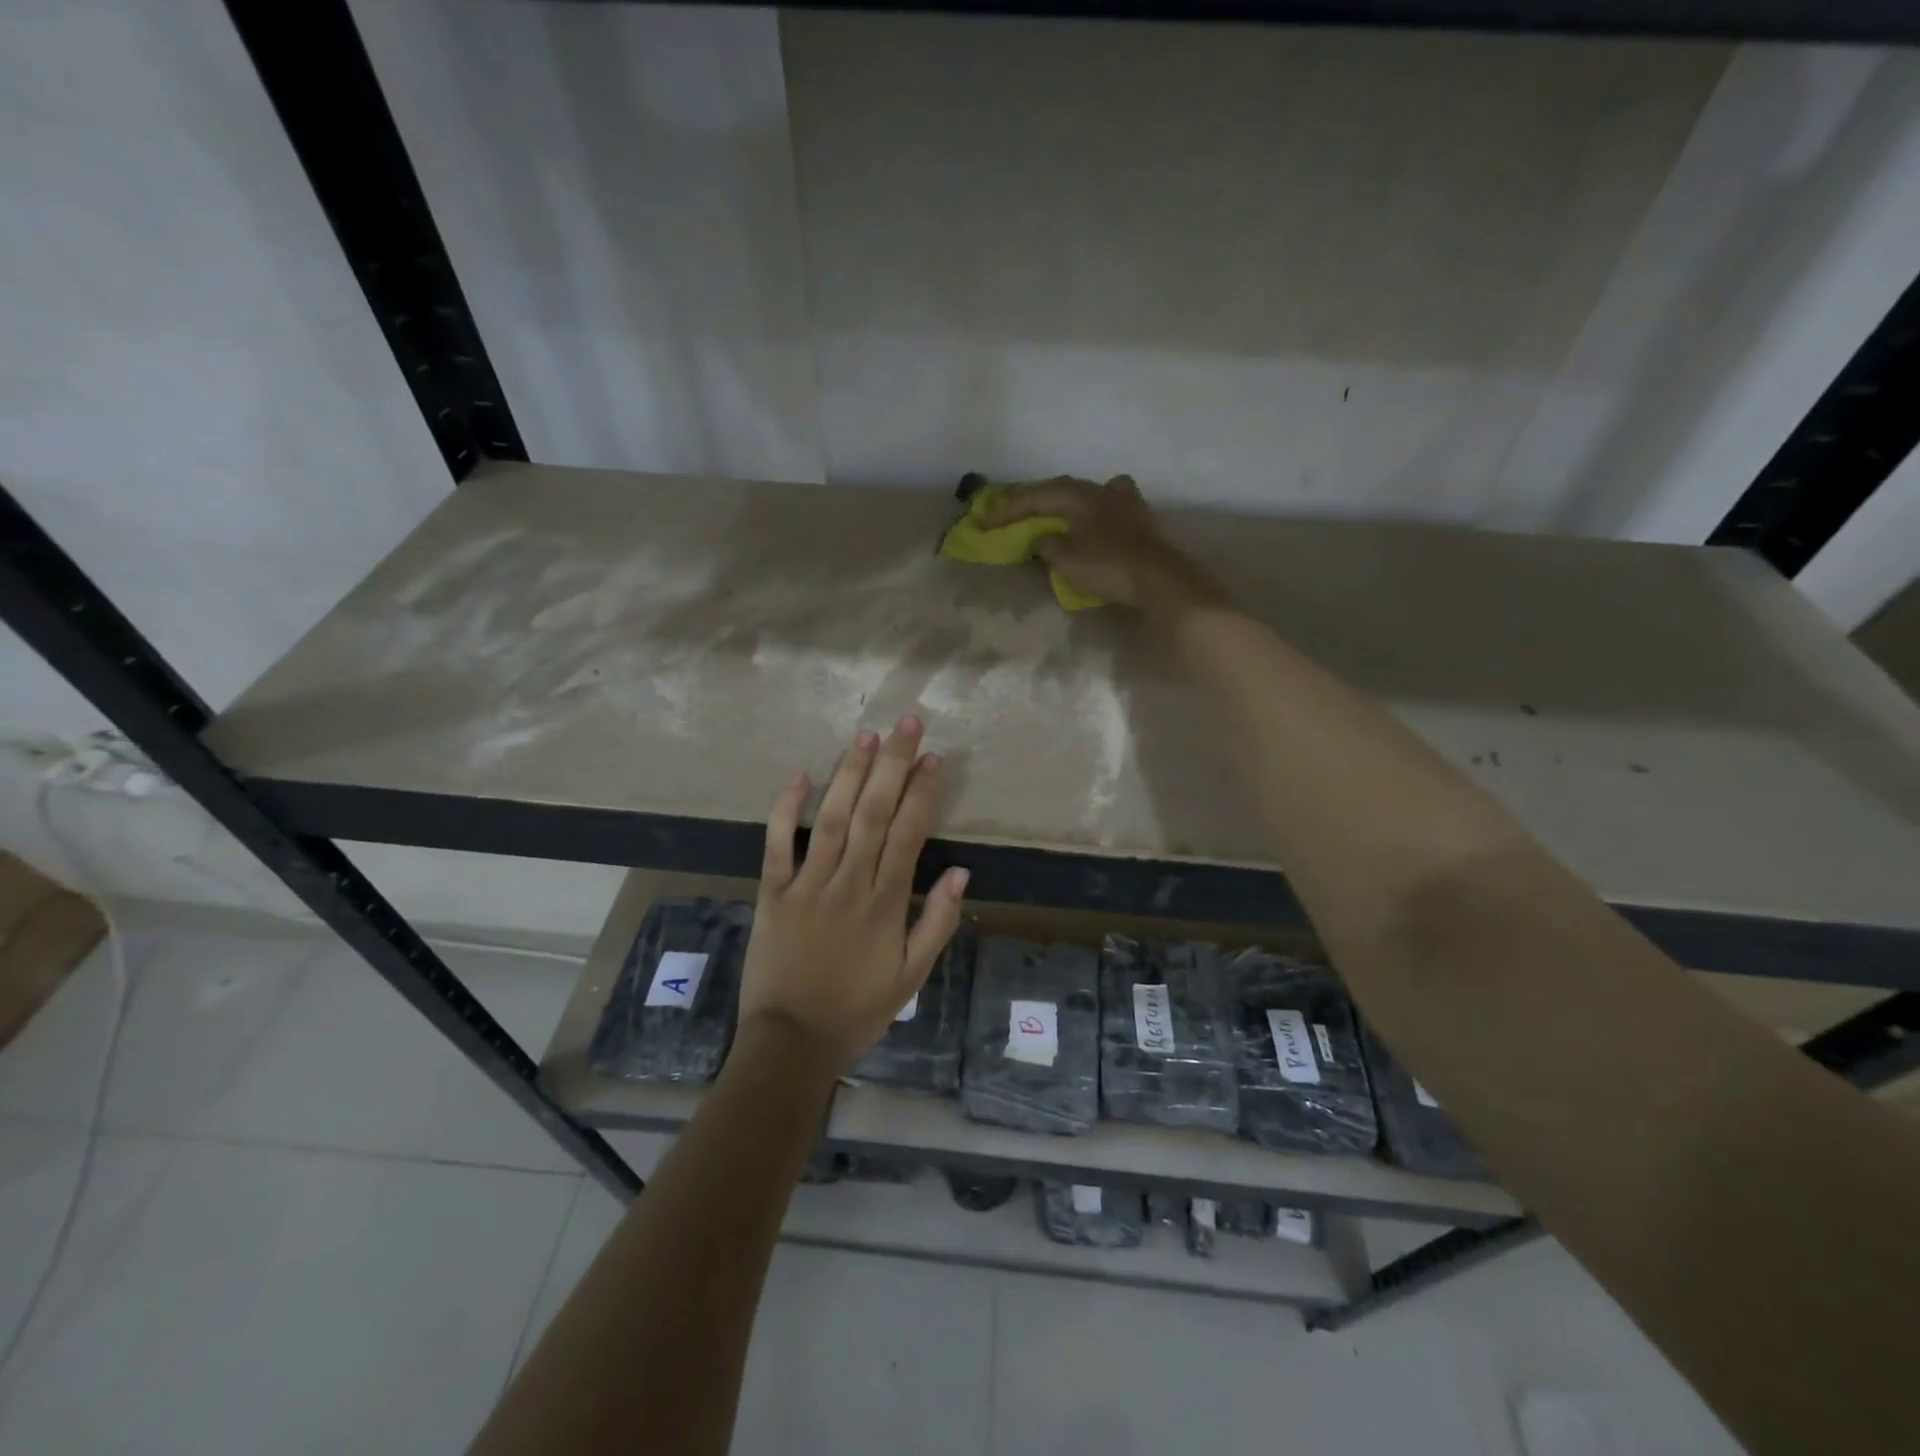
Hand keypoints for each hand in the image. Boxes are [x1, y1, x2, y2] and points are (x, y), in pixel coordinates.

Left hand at [740, 716, 969, 1072]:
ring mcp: (807, 884)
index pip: (909, 834)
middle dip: (892, 765)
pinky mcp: (772, 892)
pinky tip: (799, 776)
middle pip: (874, 813)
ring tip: (865, 737)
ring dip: (849, 774)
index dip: (923, 792)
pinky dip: (786, 810)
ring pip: (831, 818)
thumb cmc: (857, 1009)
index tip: (935, 757)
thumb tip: (961, 873)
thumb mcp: (911, 976)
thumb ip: (936, 922)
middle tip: (906, 724)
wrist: (791, 1042)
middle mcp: (848, 882)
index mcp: (885, 902)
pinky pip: (777, 845)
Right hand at [981, 474, 1229, 615]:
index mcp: (1079, 496)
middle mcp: (1101, 490)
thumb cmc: (1109, 567)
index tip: (986, 522)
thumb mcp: (1067, 561)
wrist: (1160, 578)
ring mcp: (1124, 501)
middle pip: (1060, 488)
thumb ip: (1047, 546)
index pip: (1036, 497)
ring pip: (1085, 492)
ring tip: (1049, 510)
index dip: (1008, 509)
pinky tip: (1094, 510)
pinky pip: (1107, 502)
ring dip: (1062, 500)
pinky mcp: (1139, 517)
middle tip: (1010, 512)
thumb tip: (1041, 540)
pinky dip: (1091, 506)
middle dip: (1033, 501)